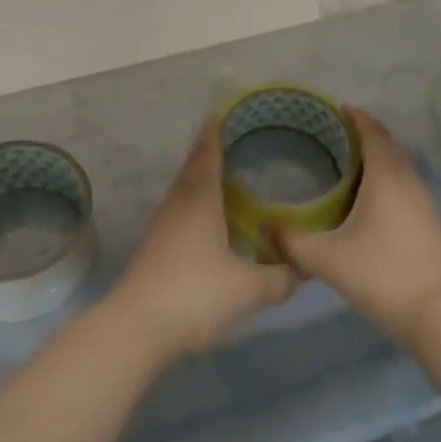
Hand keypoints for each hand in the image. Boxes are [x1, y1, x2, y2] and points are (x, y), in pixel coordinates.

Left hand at [107, 118, 297, 362]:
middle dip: (204, 152)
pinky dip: (190, 203)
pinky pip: (176, 211)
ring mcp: (162, 227)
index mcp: (201, 200)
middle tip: (221, 140)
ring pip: (181, 190)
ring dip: (195, 177)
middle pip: (191, 169)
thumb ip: (278, 278)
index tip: (217, 116)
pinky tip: (201, 219)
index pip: (207, 157)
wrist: (138, 326)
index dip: (213, 136)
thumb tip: (302, 269)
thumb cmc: (196, 294)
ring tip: (214, 175)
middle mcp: (179, 205)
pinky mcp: (153, 249)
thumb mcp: (247, 289)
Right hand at [274, 107, 440, 345]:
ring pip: (397, 165)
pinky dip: (385, 177)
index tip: (334, 109)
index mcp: (386, 175)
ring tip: (345, 162)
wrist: (438, 314)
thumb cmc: (381, 274)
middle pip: (386, 144)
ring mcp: (422, 201)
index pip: (372, 131)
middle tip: (332, 135)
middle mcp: (407, 179)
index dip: (355, 116)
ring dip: (376, 156)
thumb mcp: (327, 259)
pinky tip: (367, 198)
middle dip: (363, 134)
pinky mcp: (428, 221)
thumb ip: (292, 242)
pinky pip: (403, 183)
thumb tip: (264, 227)